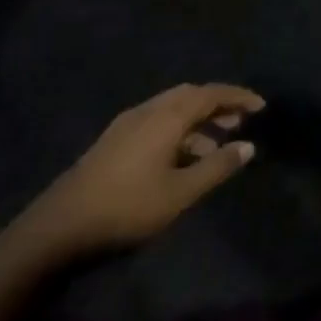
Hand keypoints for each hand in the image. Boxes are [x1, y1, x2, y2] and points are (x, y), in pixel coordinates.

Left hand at [30, 84, 263, 257]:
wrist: (59, 227)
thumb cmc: (127, 206)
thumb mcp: (180, 192)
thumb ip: (217, 167)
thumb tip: (248, 146)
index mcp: (167, 116)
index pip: (211, 94)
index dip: (238, 97)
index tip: (261, 106)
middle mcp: (149, 110)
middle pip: (191, 95)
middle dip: (218, 105)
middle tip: (240, 121)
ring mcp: (128, 123)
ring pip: (172, 108)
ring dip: (198, 119)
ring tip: (216, 143)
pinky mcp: (114, 140)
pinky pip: (157, 120)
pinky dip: (179, 128)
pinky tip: (181, 156)